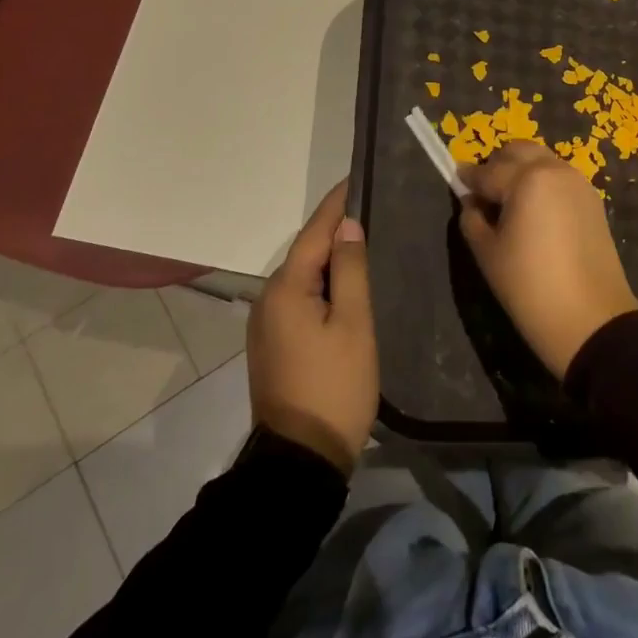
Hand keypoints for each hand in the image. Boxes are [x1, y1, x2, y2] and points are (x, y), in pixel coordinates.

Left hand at [247, 180, 377, 471]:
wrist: (299, 460)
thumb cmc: (334, 386)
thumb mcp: (353, 324)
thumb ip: (350, 270)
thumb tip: (348, 226)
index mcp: (286, 289)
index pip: (315, 232)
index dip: (337, 204)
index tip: (357, 177)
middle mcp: (268, 299)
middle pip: (306, 252)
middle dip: (335, 229)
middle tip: (371, 208)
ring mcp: (266, 323)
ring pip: (303, 276)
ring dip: (330, 258)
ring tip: (364, 240)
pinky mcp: (272, 344)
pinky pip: (299, 298)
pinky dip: (322, 284)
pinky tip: (345, 284)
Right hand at [458, 142, 637, 378]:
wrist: (590, 319)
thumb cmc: (529, 286)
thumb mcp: (487, 253)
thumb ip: (472, 218)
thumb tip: (472, 202)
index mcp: (526, 178)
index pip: (487, 171)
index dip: (468, 178)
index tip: (456, 182)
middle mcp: (554, 169)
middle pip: (518, 151)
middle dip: (497, 165)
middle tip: (484, 193)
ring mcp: (578, 182)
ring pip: (541, 160)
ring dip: (521, 170)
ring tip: (509, 202)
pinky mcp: (593, 199)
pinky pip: (559, 177)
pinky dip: (542, 182)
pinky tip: (535, 212)